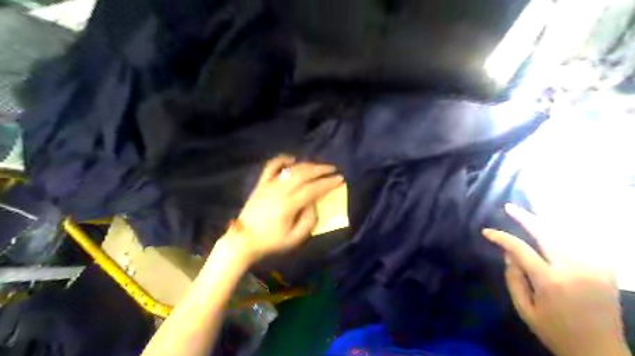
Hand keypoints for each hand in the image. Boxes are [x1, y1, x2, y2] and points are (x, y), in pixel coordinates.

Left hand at [222, 155, 341, 261]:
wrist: (243, 240)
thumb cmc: (270, 242)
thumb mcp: (294, 239)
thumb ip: (308, 221)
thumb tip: (314, 204)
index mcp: (289, 205)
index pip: (313, 189)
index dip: (327, 183)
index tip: (339, 179)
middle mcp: (279, 191)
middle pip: (303, 174)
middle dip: (321, 170)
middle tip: (333, 169)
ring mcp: (269, 185)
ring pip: (291, 169)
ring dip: (307, 165)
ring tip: (318, 166)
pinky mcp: (261, 184)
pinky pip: (271, 167)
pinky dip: (282, 160)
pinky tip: (292, 159)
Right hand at [484, 205, 625, 355]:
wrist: (600, 353)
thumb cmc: (555, 332)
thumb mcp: (524, 309)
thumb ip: (513, 279)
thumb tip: (508, 254)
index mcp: (550, 281)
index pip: (520, 249)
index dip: (501, 237)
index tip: (487, 232)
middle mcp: (573, 269)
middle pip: (546, 233)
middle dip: (525, 218)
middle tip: (510, 207)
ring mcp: (593, 268)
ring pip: (567, 234)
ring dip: (546, 221)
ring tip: (530, 212)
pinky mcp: (606, 270)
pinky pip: (585, 242)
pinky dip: (568, 232)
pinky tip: (556, 227)